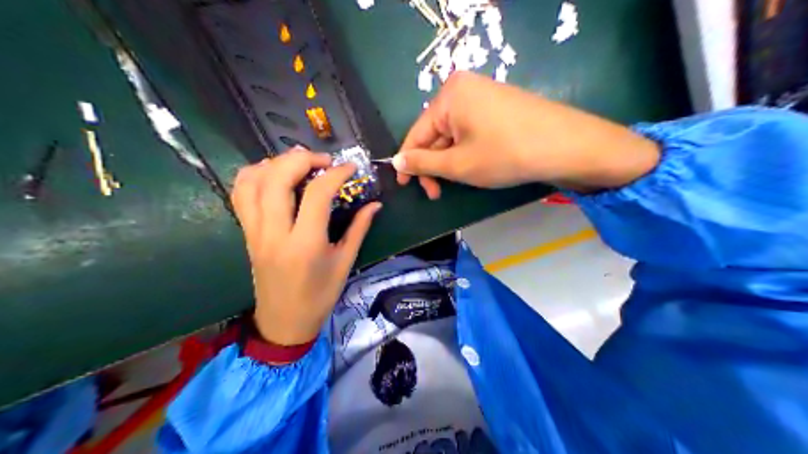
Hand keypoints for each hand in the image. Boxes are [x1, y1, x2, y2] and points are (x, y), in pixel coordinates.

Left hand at [232, 148, 381, 342]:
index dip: (336, 173)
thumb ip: (359, 229)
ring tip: (298, 163)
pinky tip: (272, 174)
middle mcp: (275, 233)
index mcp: (305, 244)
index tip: (350, 168)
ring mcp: (255, 232)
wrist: (283, 322)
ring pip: (253, 181)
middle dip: (302, 159)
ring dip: (276, 163)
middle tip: (323, 160)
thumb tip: (375, 204)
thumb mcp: (344, 263)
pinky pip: (240, 194)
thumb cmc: (319, 296)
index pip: (317, 194)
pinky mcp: (246, 233)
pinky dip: (254, 175)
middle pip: (278, 178)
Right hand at [393, 71, 662, 198]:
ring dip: (451, 161)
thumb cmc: (505, 154)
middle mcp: (464, 88)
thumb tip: (396, 162)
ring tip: (459, 182)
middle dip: (434, 165)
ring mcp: (485, 94)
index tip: (405, 187)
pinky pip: (472, 130)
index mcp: (449, 95)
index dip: (408, 162)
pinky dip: (467, 151)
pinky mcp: (500, 105)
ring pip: (454, 134)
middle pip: (436, 133)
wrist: (566, 145)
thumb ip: (423, 163)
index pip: (417, 133)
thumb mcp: (458, 164)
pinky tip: (476, 166)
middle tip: (437, 193)